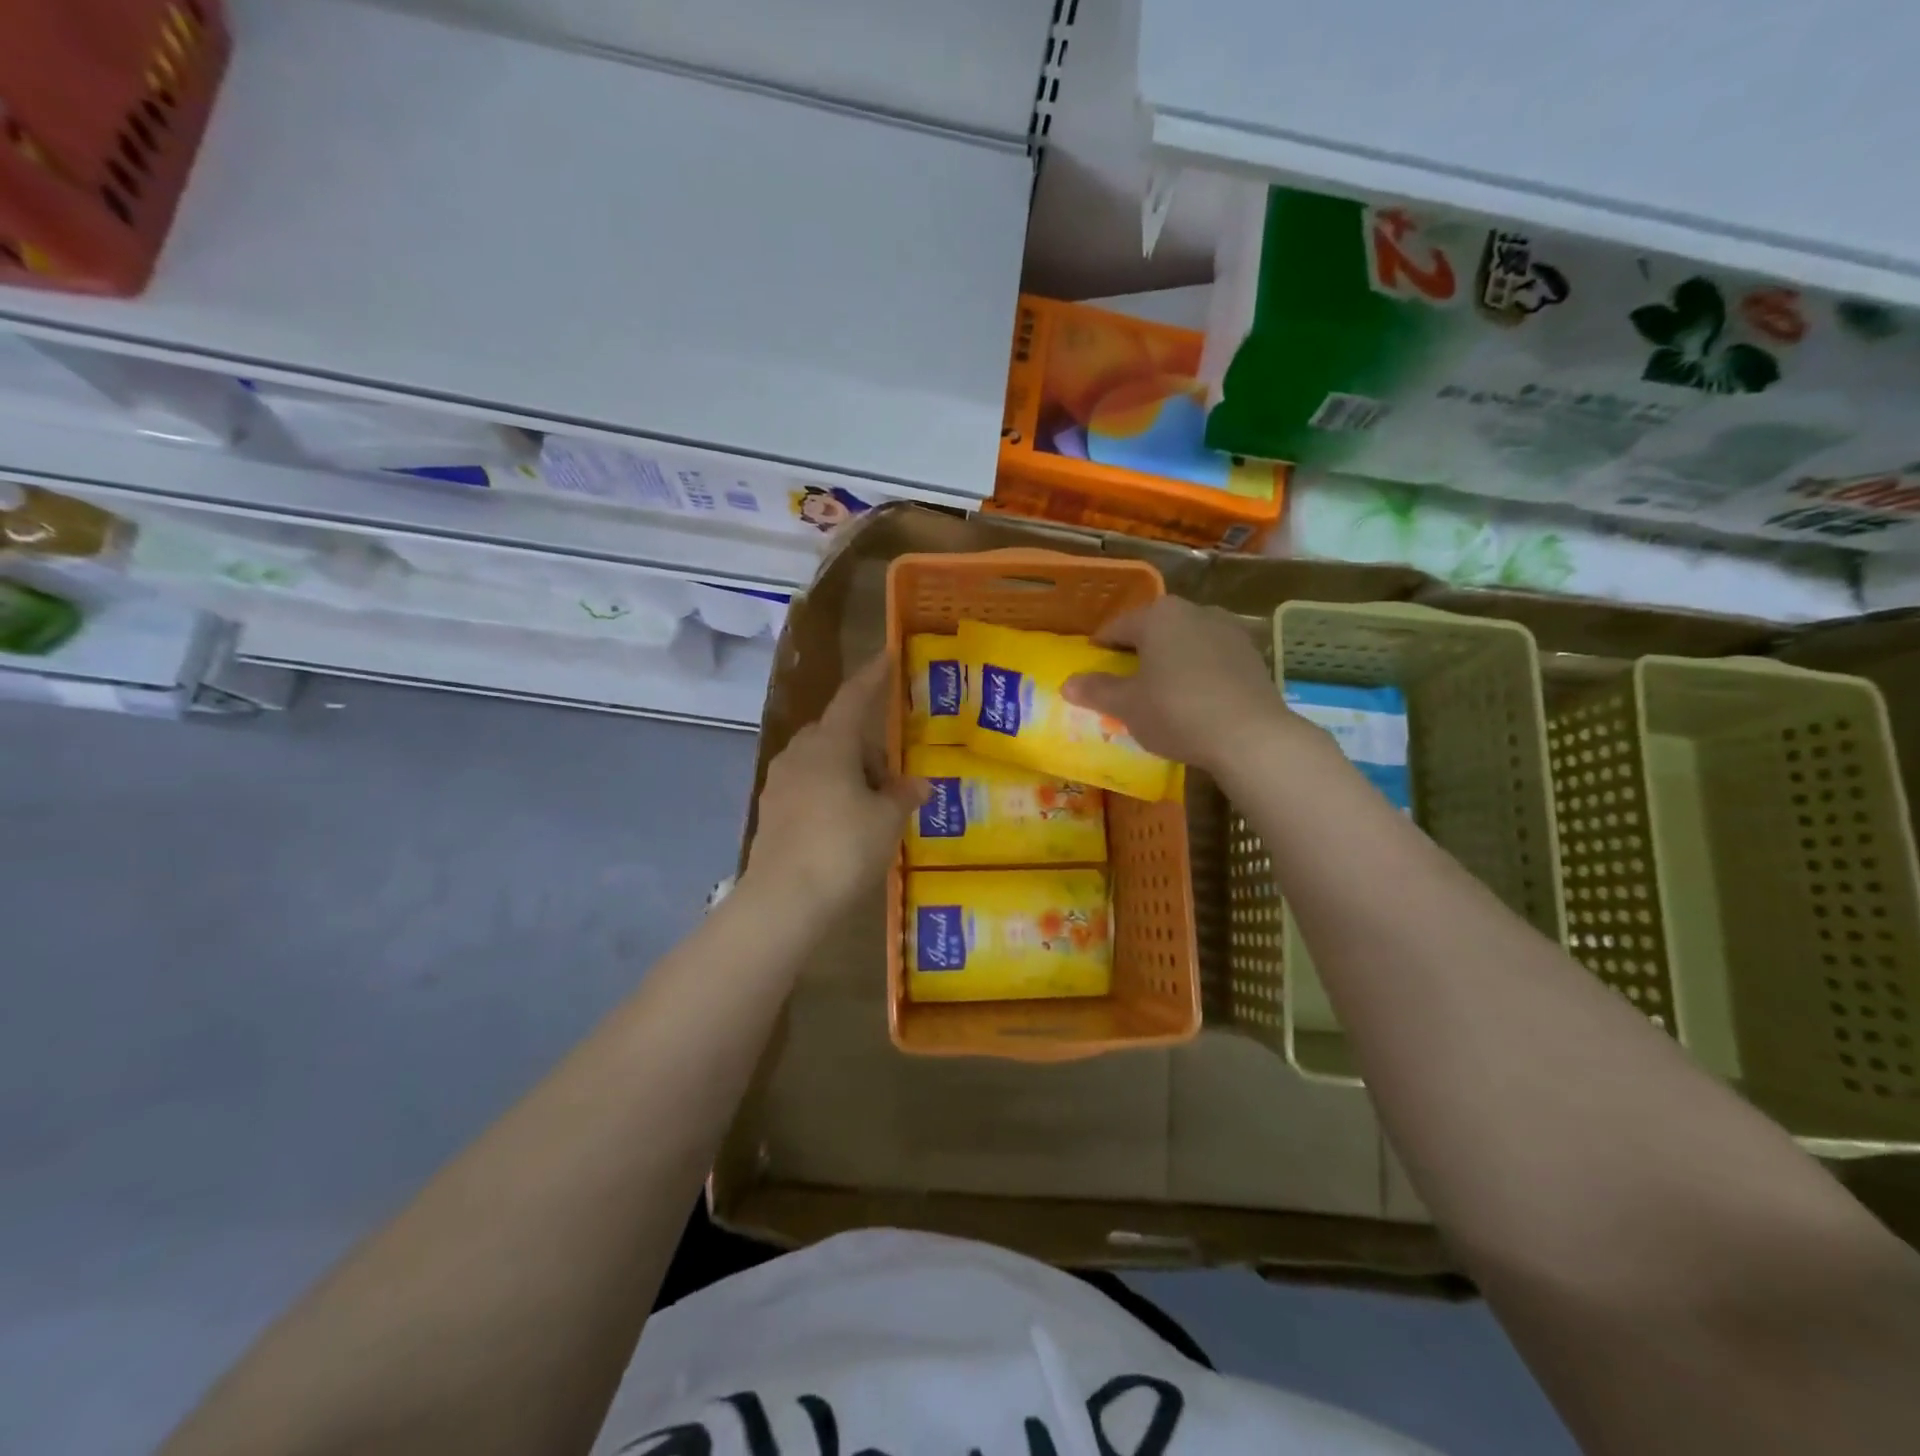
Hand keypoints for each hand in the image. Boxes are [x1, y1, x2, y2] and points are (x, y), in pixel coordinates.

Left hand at [742, 654, 924, 919]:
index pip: (854, 698)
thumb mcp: (887, 820)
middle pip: (837, 733)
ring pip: (821, 761)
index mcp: (829, 744)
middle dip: (866, 746)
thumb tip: (919, 785)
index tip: (887, 657)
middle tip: (892, 779)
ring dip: (848, 772)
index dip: (873, 677)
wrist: (784, 901)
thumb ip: (904, 796)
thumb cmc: (843, 848)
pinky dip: (830, 793)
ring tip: (873, 807)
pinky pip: (807, 787)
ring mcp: (779, 783)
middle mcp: (799, 754)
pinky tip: (846, 825)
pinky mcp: (771, 812)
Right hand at [1061, 596, 1305, 773]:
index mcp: (1159, 616)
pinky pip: (1212, 658)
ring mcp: (1229, 631)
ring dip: (1169, 659)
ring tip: (1159, 689)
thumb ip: (1097, 690)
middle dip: (1137, 651)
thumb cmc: (1176, 711)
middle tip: (1123, 678)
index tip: (1092, 662)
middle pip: (1155, 629)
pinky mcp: (1251, 655)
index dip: (1101, 645)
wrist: (1250, 735)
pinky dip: (1197, 671)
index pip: (1118, 626)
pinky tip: (1193, 697)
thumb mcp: (1127, 706)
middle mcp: (1195, 611)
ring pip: (1186, 641)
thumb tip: (1067, 683)